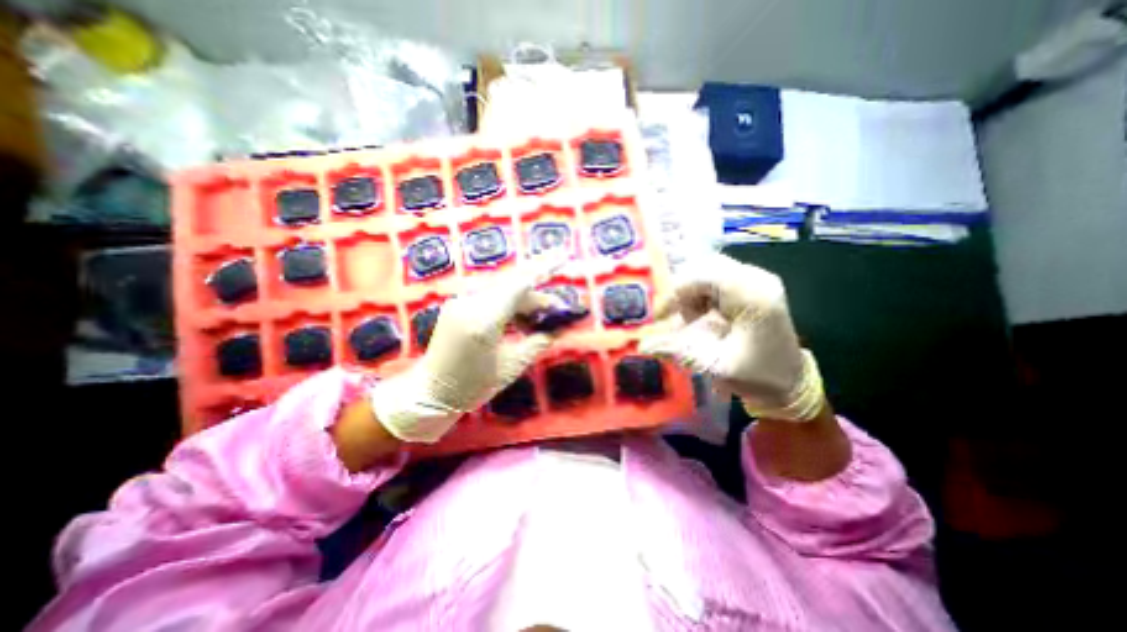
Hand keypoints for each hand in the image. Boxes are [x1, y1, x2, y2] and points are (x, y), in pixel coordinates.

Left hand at [371, 258, 562, 442]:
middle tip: (556, 309)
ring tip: (539, 320)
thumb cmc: (473, 386)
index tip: (563, 254)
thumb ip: (538, 342)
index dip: (544, 268)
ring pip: (502, 291)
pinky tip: (519, 320)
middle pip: (513, 286)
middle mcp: (470, 303)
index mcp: (484, 320)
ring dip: (523, 302)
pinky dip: (508, 305)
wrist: (429, 393)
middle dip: (537, 296)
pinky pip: (490, 297)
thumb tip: (560, 328)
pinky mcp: (458, 305)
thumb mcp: (512, 366)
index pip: (521, 284)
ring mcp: (461, 301)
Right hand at [641, 252, 825, 424]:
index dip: (675, 291)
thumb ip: (679, 352)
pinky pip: (715, 278)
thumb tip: (643, 346)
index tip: (660, 316)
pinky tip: (703, 314)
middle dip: (683, 292)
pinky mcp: (752, 284)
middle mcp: (756, 279)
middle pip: (704, 268)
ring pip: (707, 270)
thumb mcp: (715, 366)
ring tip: (692, 319)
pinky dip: (700, 295)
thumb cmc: (756, 375)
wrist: (789, 380)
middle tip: (676, 318)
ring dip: (691, 293)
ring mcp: (756, 278)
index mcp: (753, 296)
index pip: (704, 275)